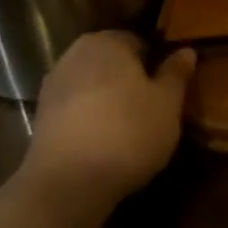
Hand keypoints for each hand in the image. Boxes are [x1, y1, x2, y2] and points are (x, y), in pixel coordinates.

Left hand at [24, 32, 194, 202]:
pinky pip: (77, 110)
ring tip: (133, 129)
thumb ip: (176, 74)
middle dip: (132, 80)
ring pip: (93, 87)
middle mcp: (74, 55)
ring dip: (111, 101)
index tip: (170, 87)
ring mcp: (53, 87)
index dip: (157, 63)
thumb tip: (186, 50)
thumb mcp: (167, 103)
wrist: (67, 184)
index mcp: (106, 42)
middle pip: (113, 63)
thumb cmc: (128, 131)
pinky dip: (92, 120)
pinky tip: (107, 143)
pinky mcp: (40, 119)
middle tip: (155, 107)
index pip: (139, 42)